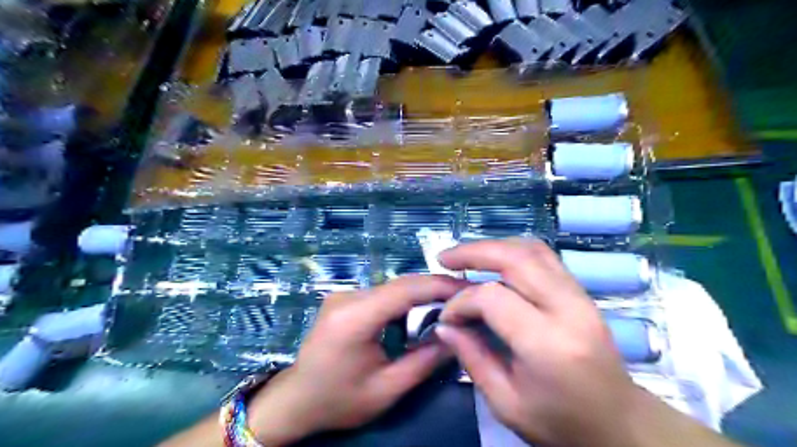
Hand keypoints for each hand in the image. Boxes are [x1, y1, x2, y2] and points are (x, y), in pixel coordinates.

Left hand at [248, 273, 460, 444]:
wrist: (296, 400)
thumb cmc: (339, 400)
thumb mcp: (386, 389)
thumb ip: (425, 361)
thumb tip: (457, 335)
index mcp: (354, 318)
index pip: (404, 290)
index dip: (439, 285)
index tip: (468, 288)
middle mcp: (347, 297)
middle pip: (400, 285)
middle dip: (434, 289)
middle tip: (464, 298)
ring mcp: (344, 295)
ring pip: (393, 288)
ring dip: (420, 295)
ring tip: (447, 307)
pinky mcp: (345, 299)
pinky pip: (382, 294)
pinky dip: (404, 302)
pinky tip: (418, 314)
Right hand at [434, 239, 643, 446]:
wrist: (618, 422)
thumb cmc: (560, 422)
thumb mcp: (506, 402)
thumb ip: (472, 358)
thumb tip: (444, 325)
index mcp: (547, 343)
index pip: (493, 298)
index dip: (462, 301)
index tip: (447, 316)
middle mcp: (568, 309)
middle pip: (516, 259)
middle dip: (474, 252)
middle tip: (445, 258)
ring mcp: (579, 296)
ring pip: (533, 250)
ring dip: (494, 247)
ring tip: (467, 255)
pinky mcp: (582, 292)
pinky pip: (545, 257)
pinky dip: (514, 251)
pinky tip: (495, 261)